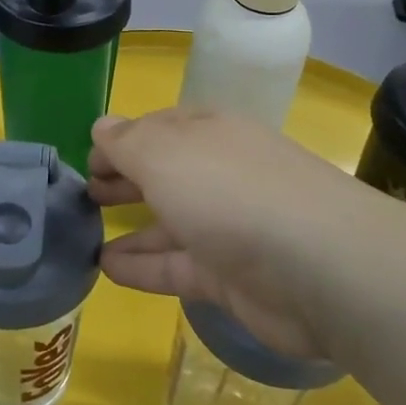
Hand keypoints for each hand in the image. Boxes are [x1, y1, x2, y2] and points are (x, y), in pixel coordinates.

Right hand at [88, 109, 373, 361]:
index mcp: (208, 133)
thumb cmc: (230, 192)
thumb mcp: (164, 153)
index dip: (120, 141)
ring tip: (86, 234)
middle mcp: (219, 174)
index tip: (86, 159)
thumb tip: (102, 127)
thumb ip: (127, 141)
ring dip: (132, 226)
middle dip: (125, 179)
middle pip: (164, 173)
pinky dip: (143, 266)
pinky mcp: (232, 277)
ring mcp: (228, 227)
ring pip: (170, 222)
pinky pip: (177, 267)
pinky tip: (108, 269)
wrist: (320, 267)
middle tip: (86, 194)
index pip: (157, 129)